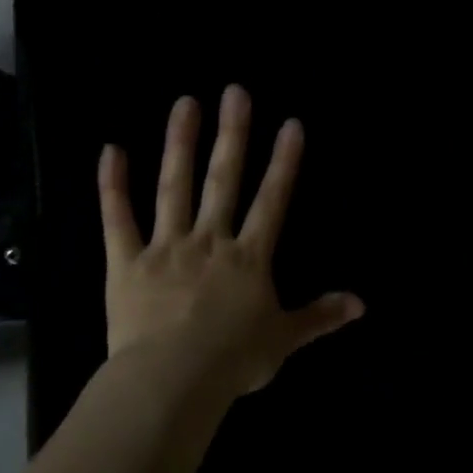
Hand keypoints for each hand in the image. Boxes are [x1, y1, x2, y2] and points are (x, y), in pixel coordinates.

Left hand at [98, 85, 363, 396]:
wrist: (172, 381)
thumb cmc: (233, 360)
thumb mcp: (284, 338)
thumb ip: (320, 316)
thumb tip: (361, 304)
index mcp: (248, 258)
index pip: (271, 200)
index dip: (284, 162)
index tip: (291, 124)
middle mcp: (209, 240)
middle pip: (224, 180)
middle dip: (233, 135)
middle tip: (236, 92)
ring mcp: (166, 248)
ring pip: (174, 187)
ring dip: (181, 144)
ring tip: (185, 104)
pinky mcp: (127, 264)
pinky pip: (118, 220)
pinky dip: (113, 186)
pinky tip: (111, 150)